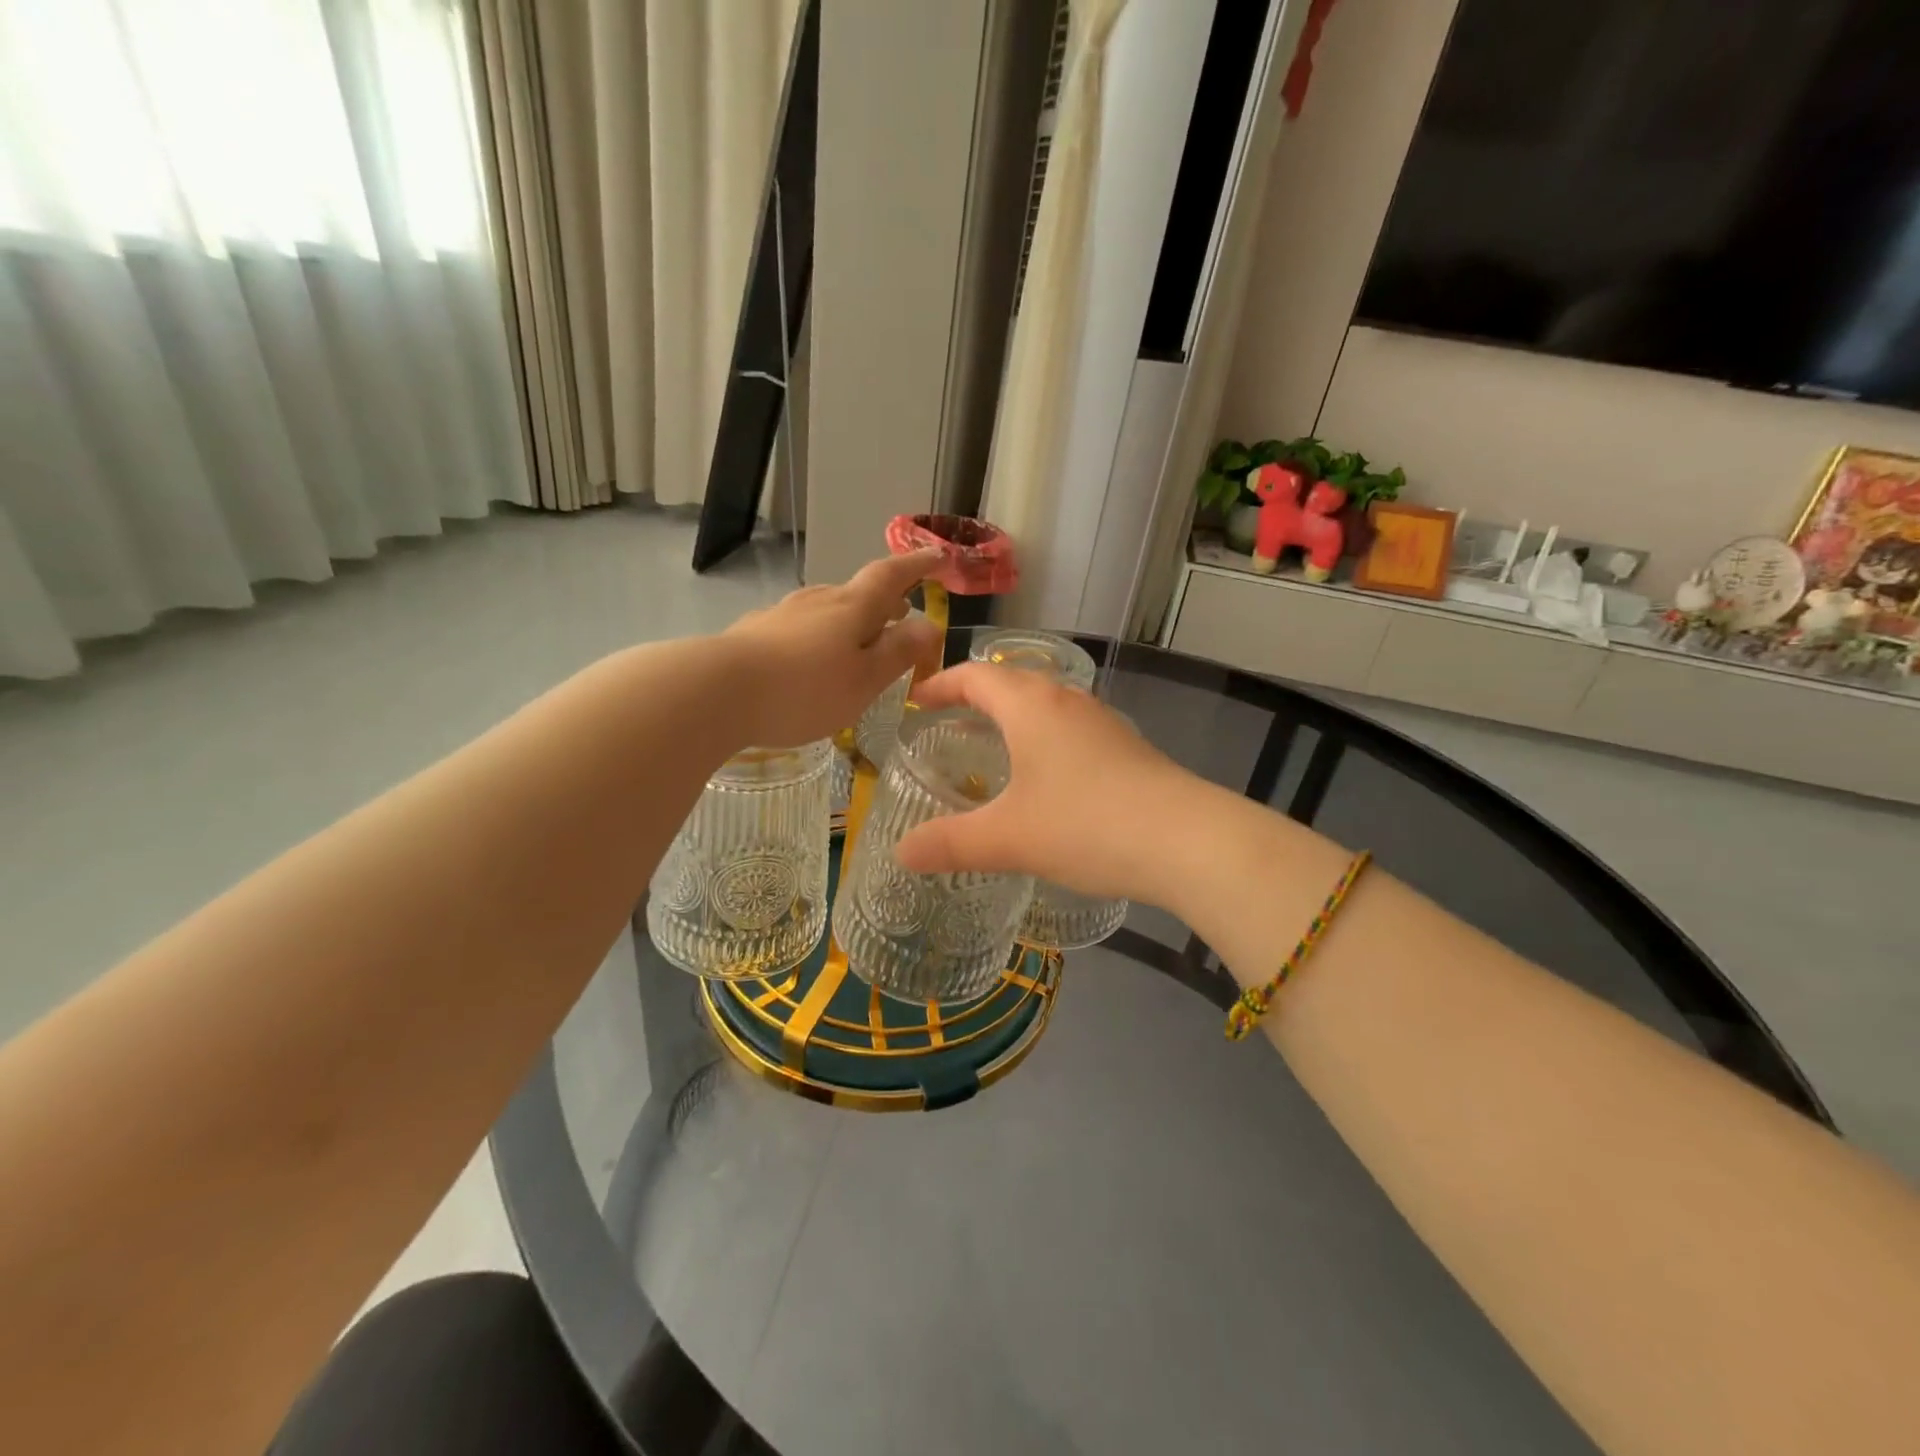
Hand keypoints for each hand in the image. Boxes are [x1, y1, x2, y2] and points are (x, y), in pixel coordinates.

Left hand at [720, 552, 943, 746]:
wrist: (716, 691)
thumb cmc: (804, 690)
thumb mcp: (865, 679)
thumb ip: (899, 652)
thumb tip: (930, 624)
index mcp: (852, 607)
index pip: (892, 575)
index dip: (917, 564)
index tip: (938, 555)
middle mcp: (817, 600)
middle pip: (858, 592)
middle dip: (884, 601)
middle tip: (902, 616)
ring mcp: (782, 613)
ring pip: (827, 609)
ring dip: (850, 620)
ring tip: (860, 642)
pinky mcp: (755, 632)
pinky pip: (799, 627)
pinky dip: (819, 637)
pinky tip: (810, 661)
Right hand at [894, 663, 1202, 903]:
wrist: (1188, 841)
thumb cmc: (1087, 824)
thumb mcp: (1008, 838)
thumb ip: (950, 844)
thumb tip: (901, 853)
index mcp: (1031, 705)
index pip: (975, 676)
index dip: (942, 684)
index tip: (917, 700)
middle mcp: (1067, 701)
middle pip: (1012, 682)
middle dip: (976, 697)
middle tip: (948, 722)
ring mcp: (1103, 723)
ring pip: (1046, 705)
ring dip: (1014, 717)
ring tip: (992, 748)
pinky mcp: (1127, 748)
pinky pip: (1071, 730)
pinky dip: (1044, 740)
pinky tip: (1046, 780)